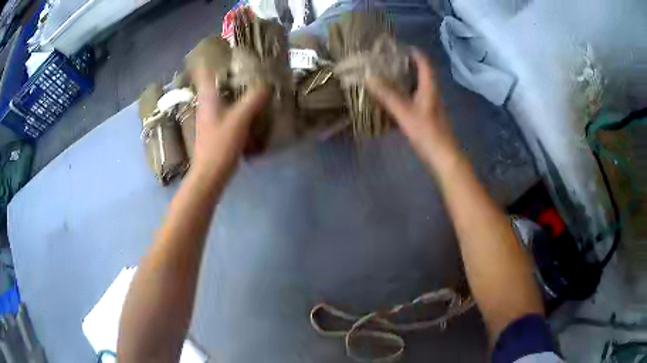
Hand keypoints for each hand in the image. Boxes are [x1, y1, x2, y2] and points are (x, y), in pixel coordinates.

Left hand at [191, 66, 269, 179]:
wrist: (210, 174)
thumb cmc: (220, 145)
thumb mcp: (239, 119)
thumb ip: (254, 99)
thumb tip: (268, 83)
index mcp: (208, 97)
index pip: (207, 70)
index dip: (217, 58)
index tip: (233, 50)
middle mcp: (207, 103)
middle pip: (218, 81)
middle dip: (233, 72)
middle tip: (252, 65)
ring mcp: (211, 116)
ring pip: (224, 95)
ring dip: (237, 88)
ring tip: (256, 82)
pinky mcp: (217, 127)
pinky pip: (229, 108)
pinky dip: (239, 103)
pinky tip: (253, 106)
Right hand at [366, 48, 457, 166]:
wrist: (443, 157)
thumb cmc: (427, 132)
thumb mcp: (405, 112)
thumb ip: (387, 95)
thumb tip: (368, 76)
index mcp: (429, 87)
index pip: (424, 63)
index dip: (413, 53)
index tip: (398, 47)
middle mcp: (431, 93)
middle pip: (420, 73)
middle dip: (405, 65)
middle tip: (386, 62)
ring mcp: (430, 106)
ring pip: (416, 87)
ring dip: (403, 81)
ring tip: (384, 78)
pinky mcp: (427, 117)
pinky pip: (413, 100)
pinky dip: (403, 96)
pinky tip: (390, 101)